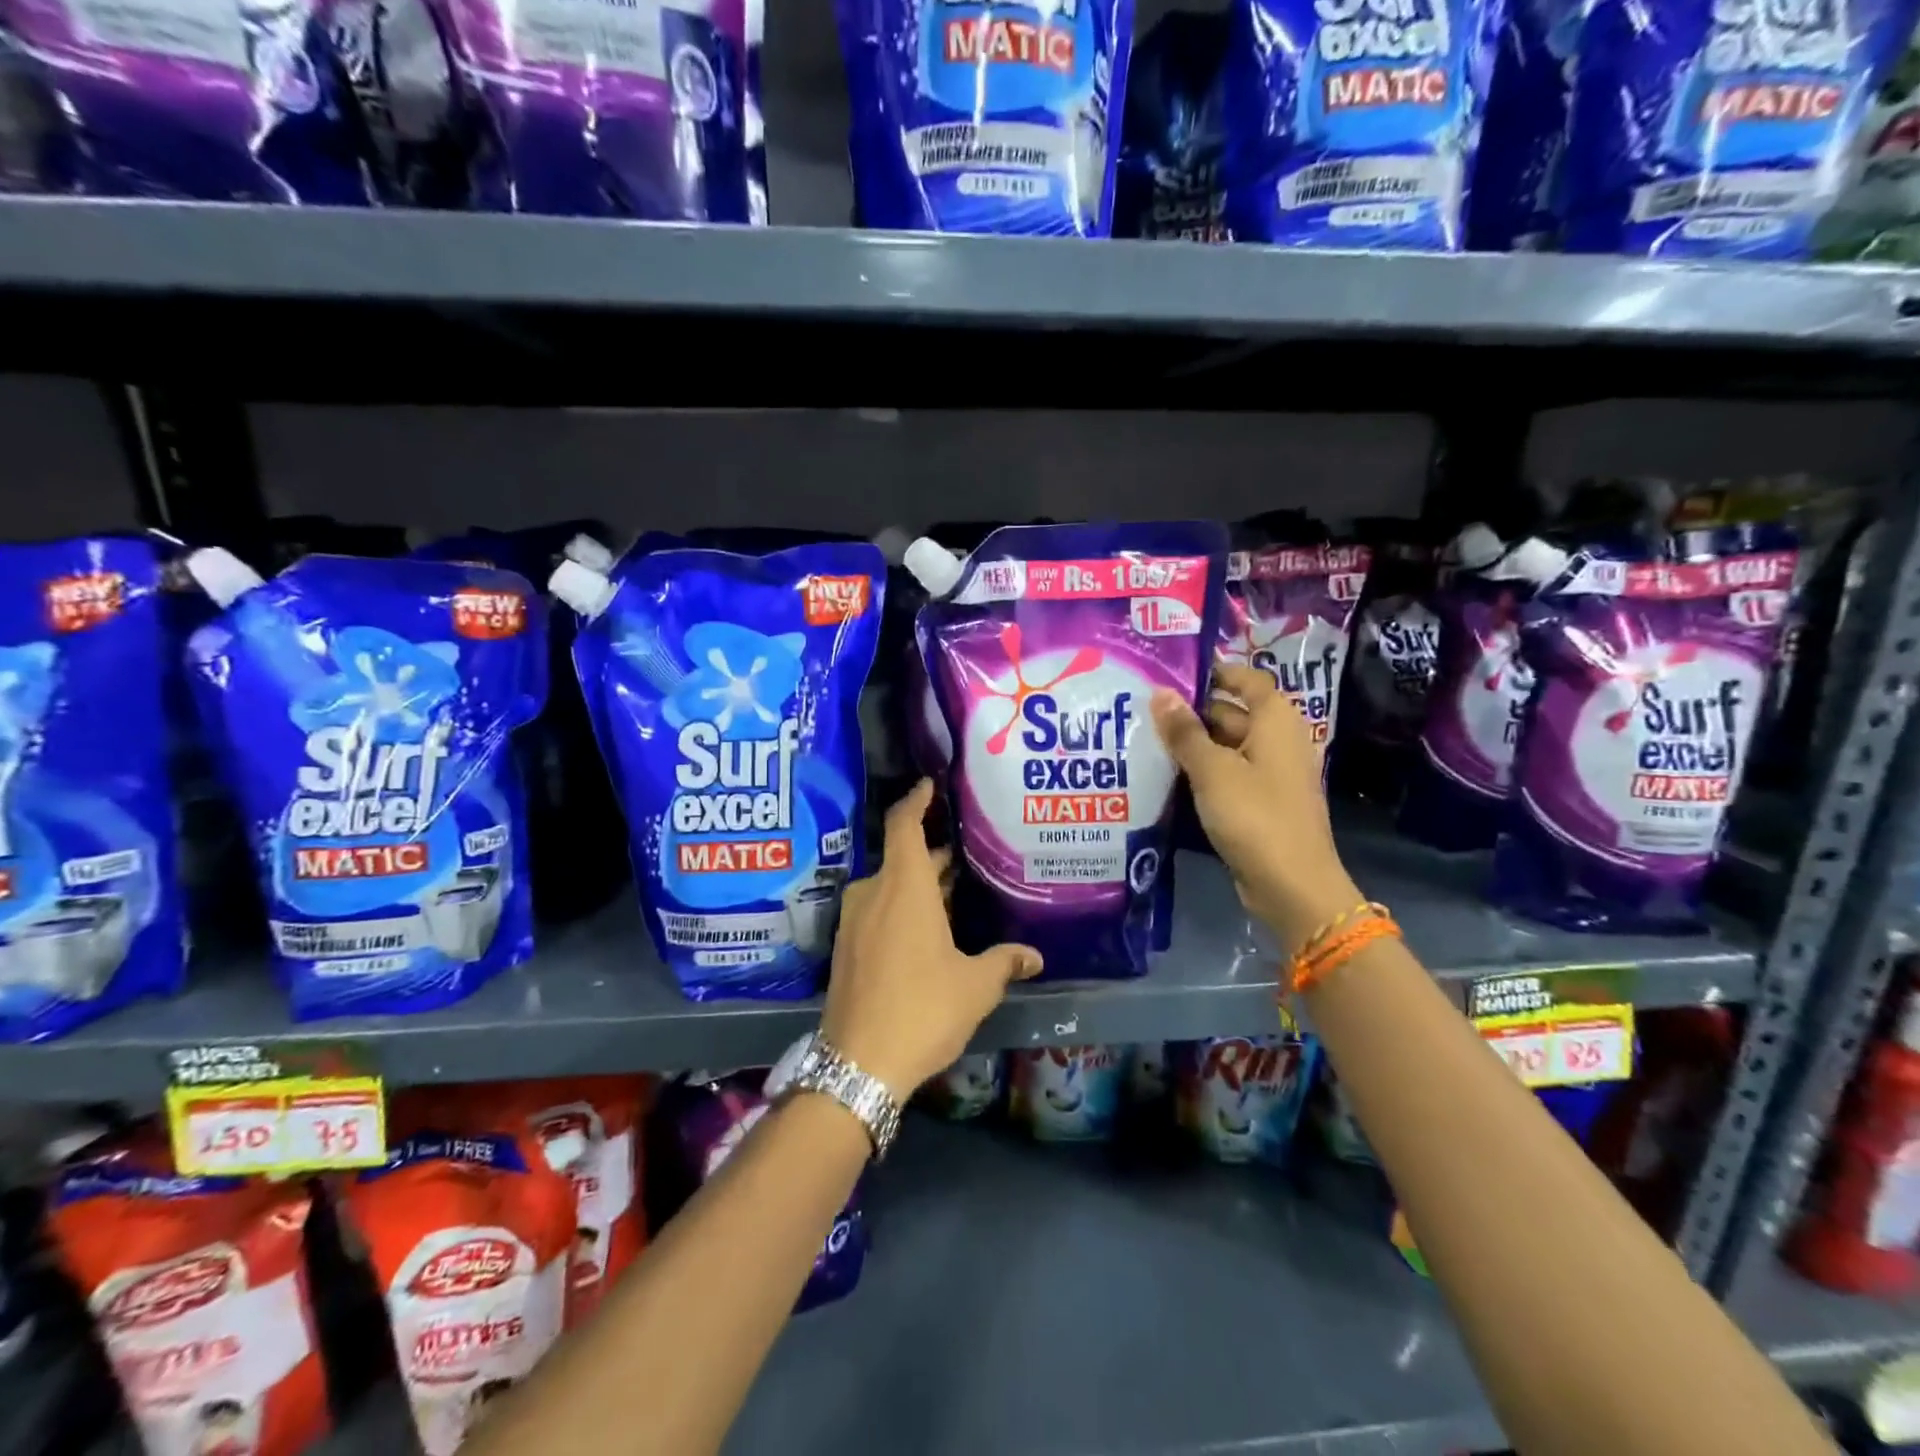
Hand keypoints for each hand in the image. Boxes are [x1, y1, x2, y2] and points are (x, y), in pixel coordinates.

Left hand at [820, 780, 1042, 1098]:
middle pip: (902, 857)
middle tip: (966, 851)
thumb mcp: (975, 986)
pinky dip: (901, 907)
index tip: (929, 785)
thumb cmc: (922, 1010)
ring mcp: (854, 921)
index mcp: (904, 888)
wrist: (858, 1065)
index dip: (916, 800)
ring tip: (953, 890)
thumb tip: (1034, 956)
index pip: (904, 824)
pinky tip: (926, 928)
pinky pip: (877, 910)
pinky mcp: (846, 948)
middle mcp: (873, 893)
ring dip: (918, 883)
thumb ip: (1004, 962)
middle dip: (932, 853)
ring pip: (889, 886)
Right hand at [1150, 664, 1362, 952]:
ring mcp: (1270, 774)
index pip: (1246, 679)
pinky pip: (1227, 773)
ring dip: (1192, 743)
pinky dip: (1202, 770)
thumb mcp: (1212, 770)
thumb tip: (1160, 692)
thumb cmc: (1255, 816)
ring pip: (1226, 746)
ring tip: (1145, 736)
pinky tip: (1166, 773)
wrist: (1291, 885)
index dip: (1213, 672)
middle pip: (1232, 712)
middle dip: (1192, 710)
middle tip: (1143, 707)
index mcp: (1276, 721)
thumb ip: (1185, 731)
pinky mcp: (1260, 802)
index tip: (1172, 672)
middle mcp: (1278, 740)